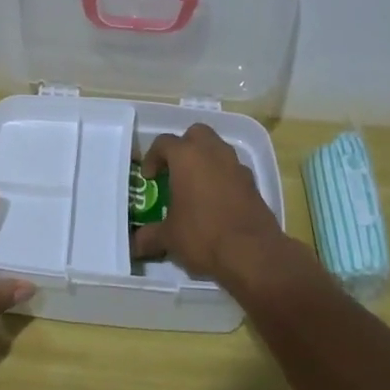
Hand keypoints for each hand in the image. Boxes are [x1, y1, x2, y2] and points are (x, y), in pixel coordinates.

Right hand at [130, 124, 307, 290]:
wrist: (253, 254)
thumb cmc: (203, 236)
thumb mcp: (169, 237)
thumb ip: (149, 236)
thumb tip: (135, 245)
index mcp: (187, 157)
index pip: (164, 143)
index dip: (152, 157)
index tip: (149, 177)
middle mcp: (213, 153)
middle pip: (196, 134)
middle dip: (184, 147)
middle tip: (174, 170)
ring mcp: (237, 167)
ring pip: (218, 150)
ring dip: (205, 161)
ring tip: (195, 187)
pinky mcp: (253, 184)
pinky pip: (233, 171)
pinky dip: (223, 178)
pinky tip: (216, 203)